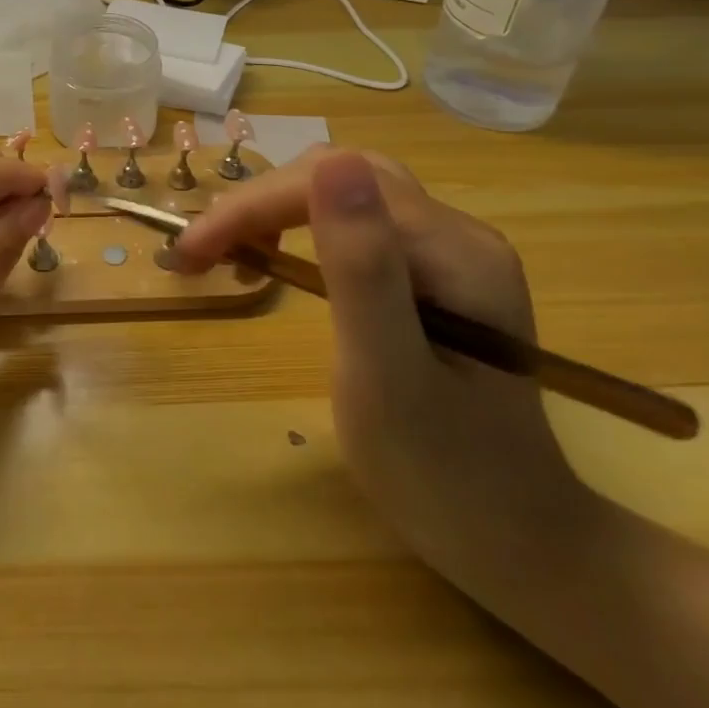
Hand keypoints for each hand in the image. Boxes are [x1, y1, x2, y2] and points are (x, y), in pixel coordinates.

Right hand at [176, 147, 597, 593]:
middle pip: (336, 177)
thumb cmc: (444, 475)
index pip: (333, 184)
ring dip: (273, 212)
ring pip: (340, 195)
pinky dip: (297, 233)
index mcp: (454, 250)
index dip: (253, 206)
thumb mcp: (387, 374)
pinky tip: (274, 261)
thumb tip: (335, 162)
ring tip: (227, 253)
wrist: (515, 545)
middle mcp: (457, 233)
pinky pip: (353, 226)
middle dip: (257, 204)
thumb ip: (362, 267)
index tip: (192, 251)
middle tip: (199, 253)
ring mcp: (447, 252)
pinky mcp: (432, 275)